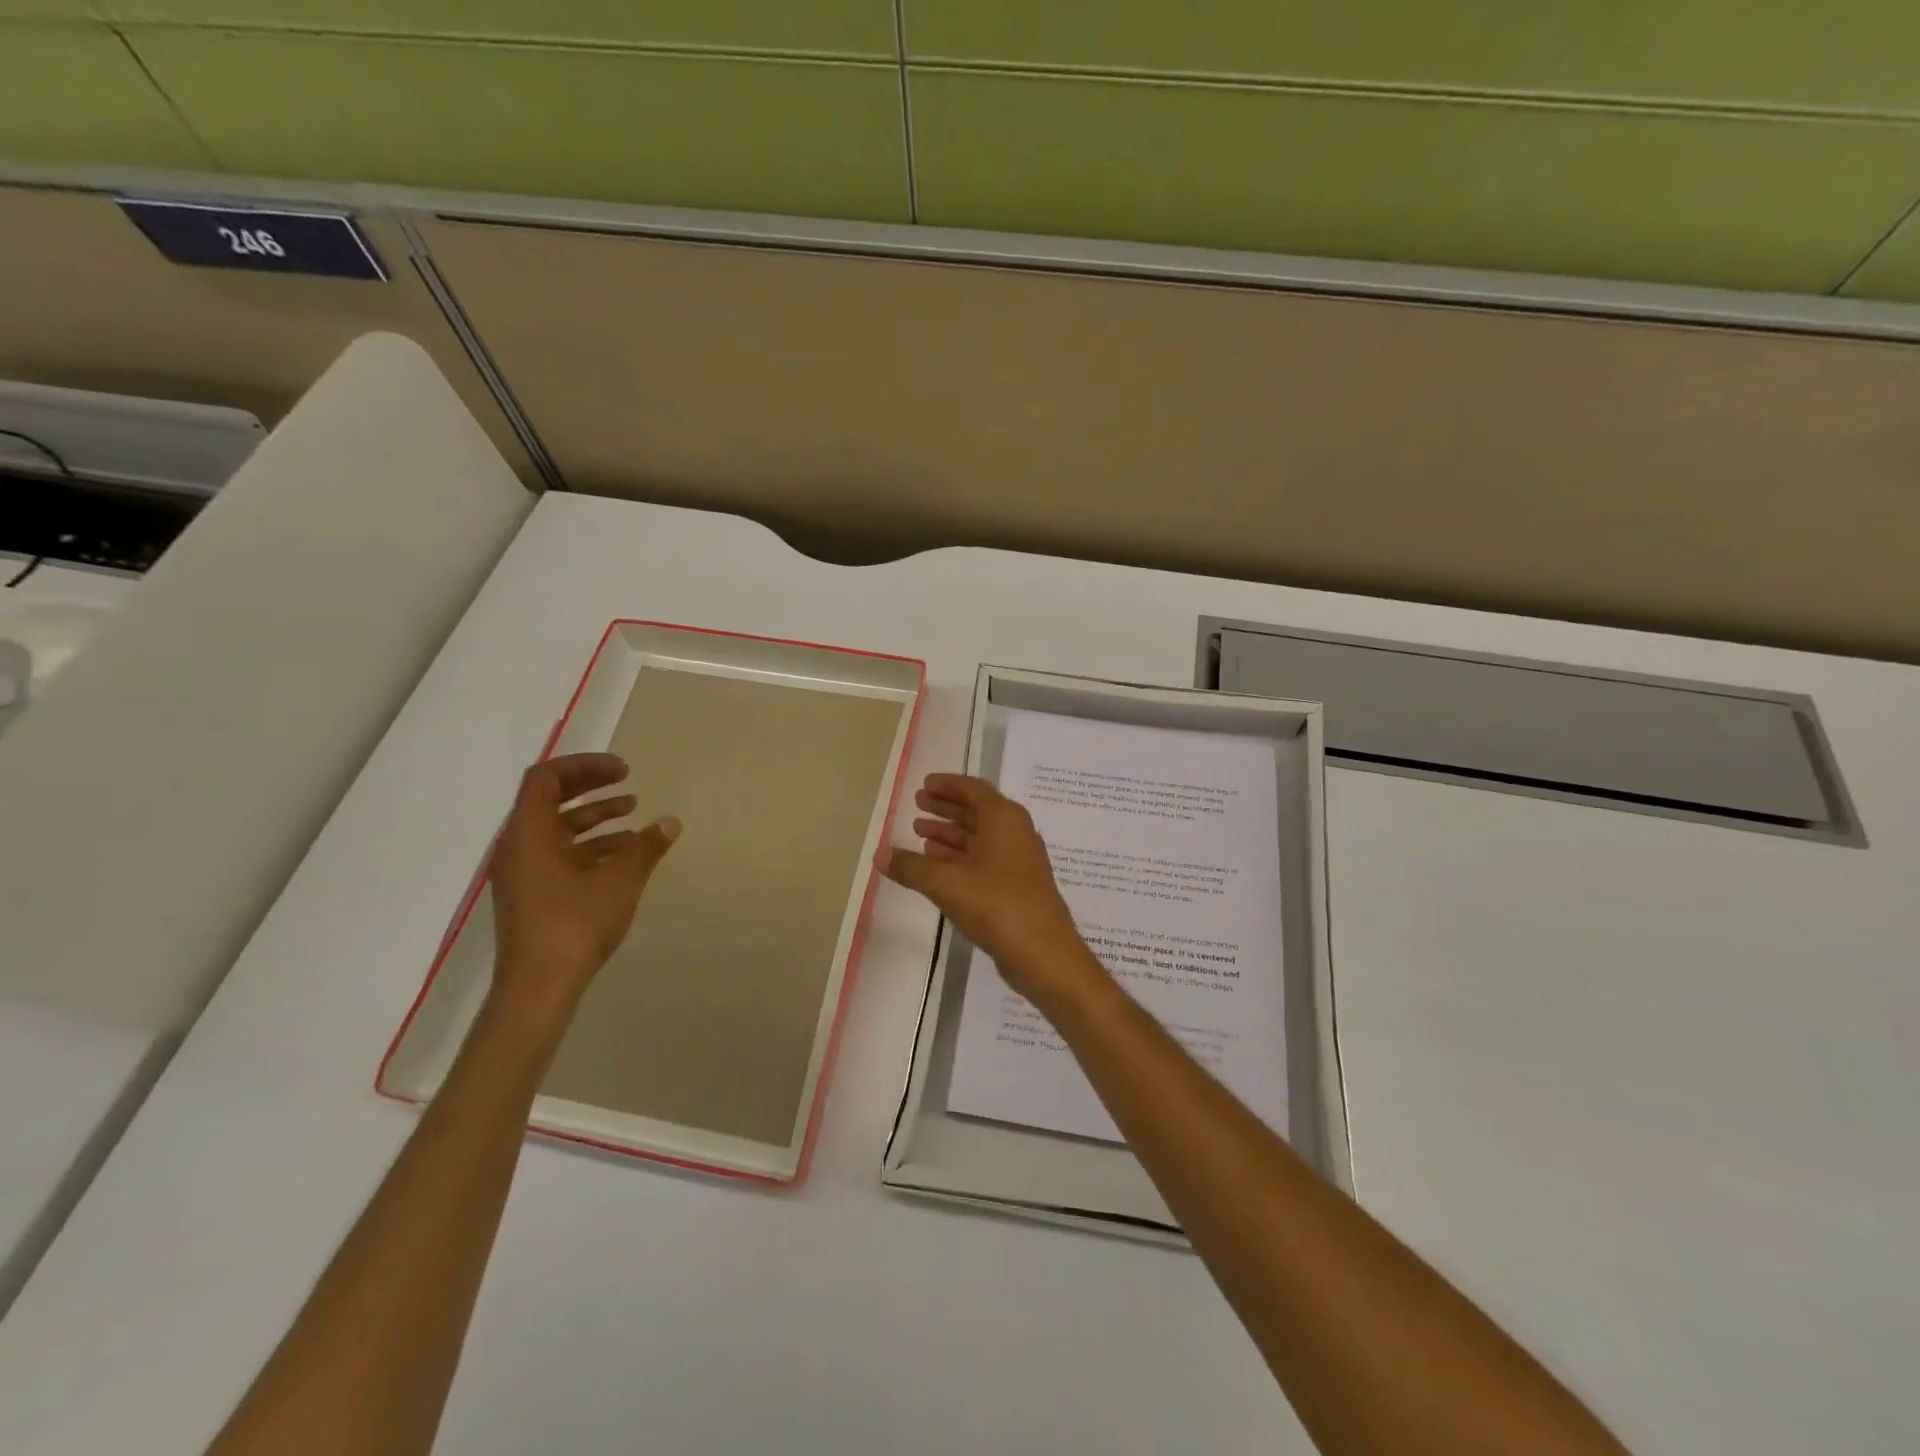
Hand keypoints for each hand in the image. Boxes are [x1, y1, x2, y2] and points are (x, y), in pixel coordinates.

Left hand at [489, 753, 679, 1022]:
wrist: (538, 987)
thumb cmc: (576, 924)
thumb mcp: (621, 880)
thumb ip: (646, 847)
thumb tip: (670, 822)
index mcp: (529, 833)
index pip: (546, 778)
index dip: (585, 766)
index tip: (623, 770)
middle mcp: (518, 846)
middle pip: (549, 799)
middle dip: (590, 786)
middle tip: (627, 781)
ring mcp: (522, 872)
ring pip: (556, 828)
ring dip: (593, 816)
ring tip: (633, 813)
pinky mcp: (531, 894)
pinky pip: (558, 853)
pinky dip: (589, 844)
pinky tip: (624, 853)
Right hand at [881, 774, 1108, 1015]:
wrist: (1044, 954)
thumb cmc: (997, 905)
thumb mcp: (946, 883)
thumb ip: (911, 867)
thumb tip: (880, 854)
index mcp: (1004, 818)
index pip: (973, 790)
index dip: (948, 785)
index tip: (923, 785)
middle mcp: (1014, 833)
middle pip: (976, 811)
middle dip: (946, 807)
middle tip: (917, 804)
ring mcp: (1017, 862)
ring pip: (978, 838)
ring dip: (950, 833)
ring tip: (919, 832)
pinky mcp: (1015, 888)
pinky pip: (982, 861)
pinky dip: (959, 858)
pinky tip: (936, 865)